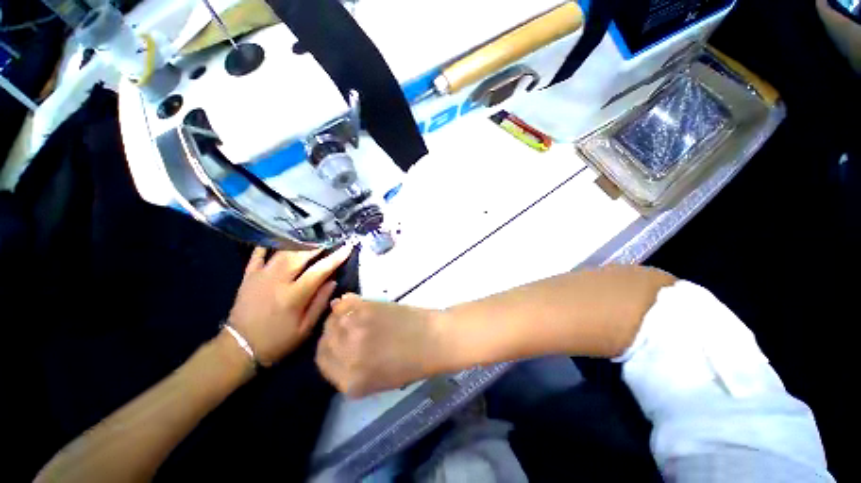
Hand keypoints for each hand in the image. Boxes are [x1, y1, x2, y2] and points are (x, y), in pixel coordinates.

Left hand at [228, 245, 352, 365]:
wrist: (239, 348)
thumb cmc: (277, 340)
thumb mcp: (305, 328)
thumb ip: (320, 303)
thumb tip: (333, 281)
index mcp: (294, 296)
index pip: (319, 270)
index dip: (335, 258)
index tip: (348, 247)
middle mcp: (277, 281)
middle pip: (300, 255)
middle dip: (318, 244)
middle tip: (330, 238)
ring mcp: (261, 276)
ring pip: (282, 251)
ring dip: (299, 242)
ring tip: (312, 237)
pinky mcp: (248, 276)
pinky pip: (257, 254)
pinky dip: (268, 244)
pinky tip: (279, 238)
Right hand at [316, 294, 446, 397]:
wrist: (435, 339)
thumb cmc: (413, 363)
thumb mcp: (378, 378)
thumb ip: (352, 366)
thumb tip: (335, 344)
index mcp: (350, 383)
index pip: (323, 363)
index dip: (328, 349)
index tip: (335, 341)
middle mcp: (347, 358)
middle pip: (325, 341)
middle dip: (332, 333)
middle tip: (345, 325)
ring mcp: (355, 332)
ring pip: (333, 320)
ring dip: (340, 317)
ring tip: (355, 315)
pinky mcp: (366, 310)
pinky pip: (345, 305)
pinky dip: (348, 303)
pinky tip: (358, 305)